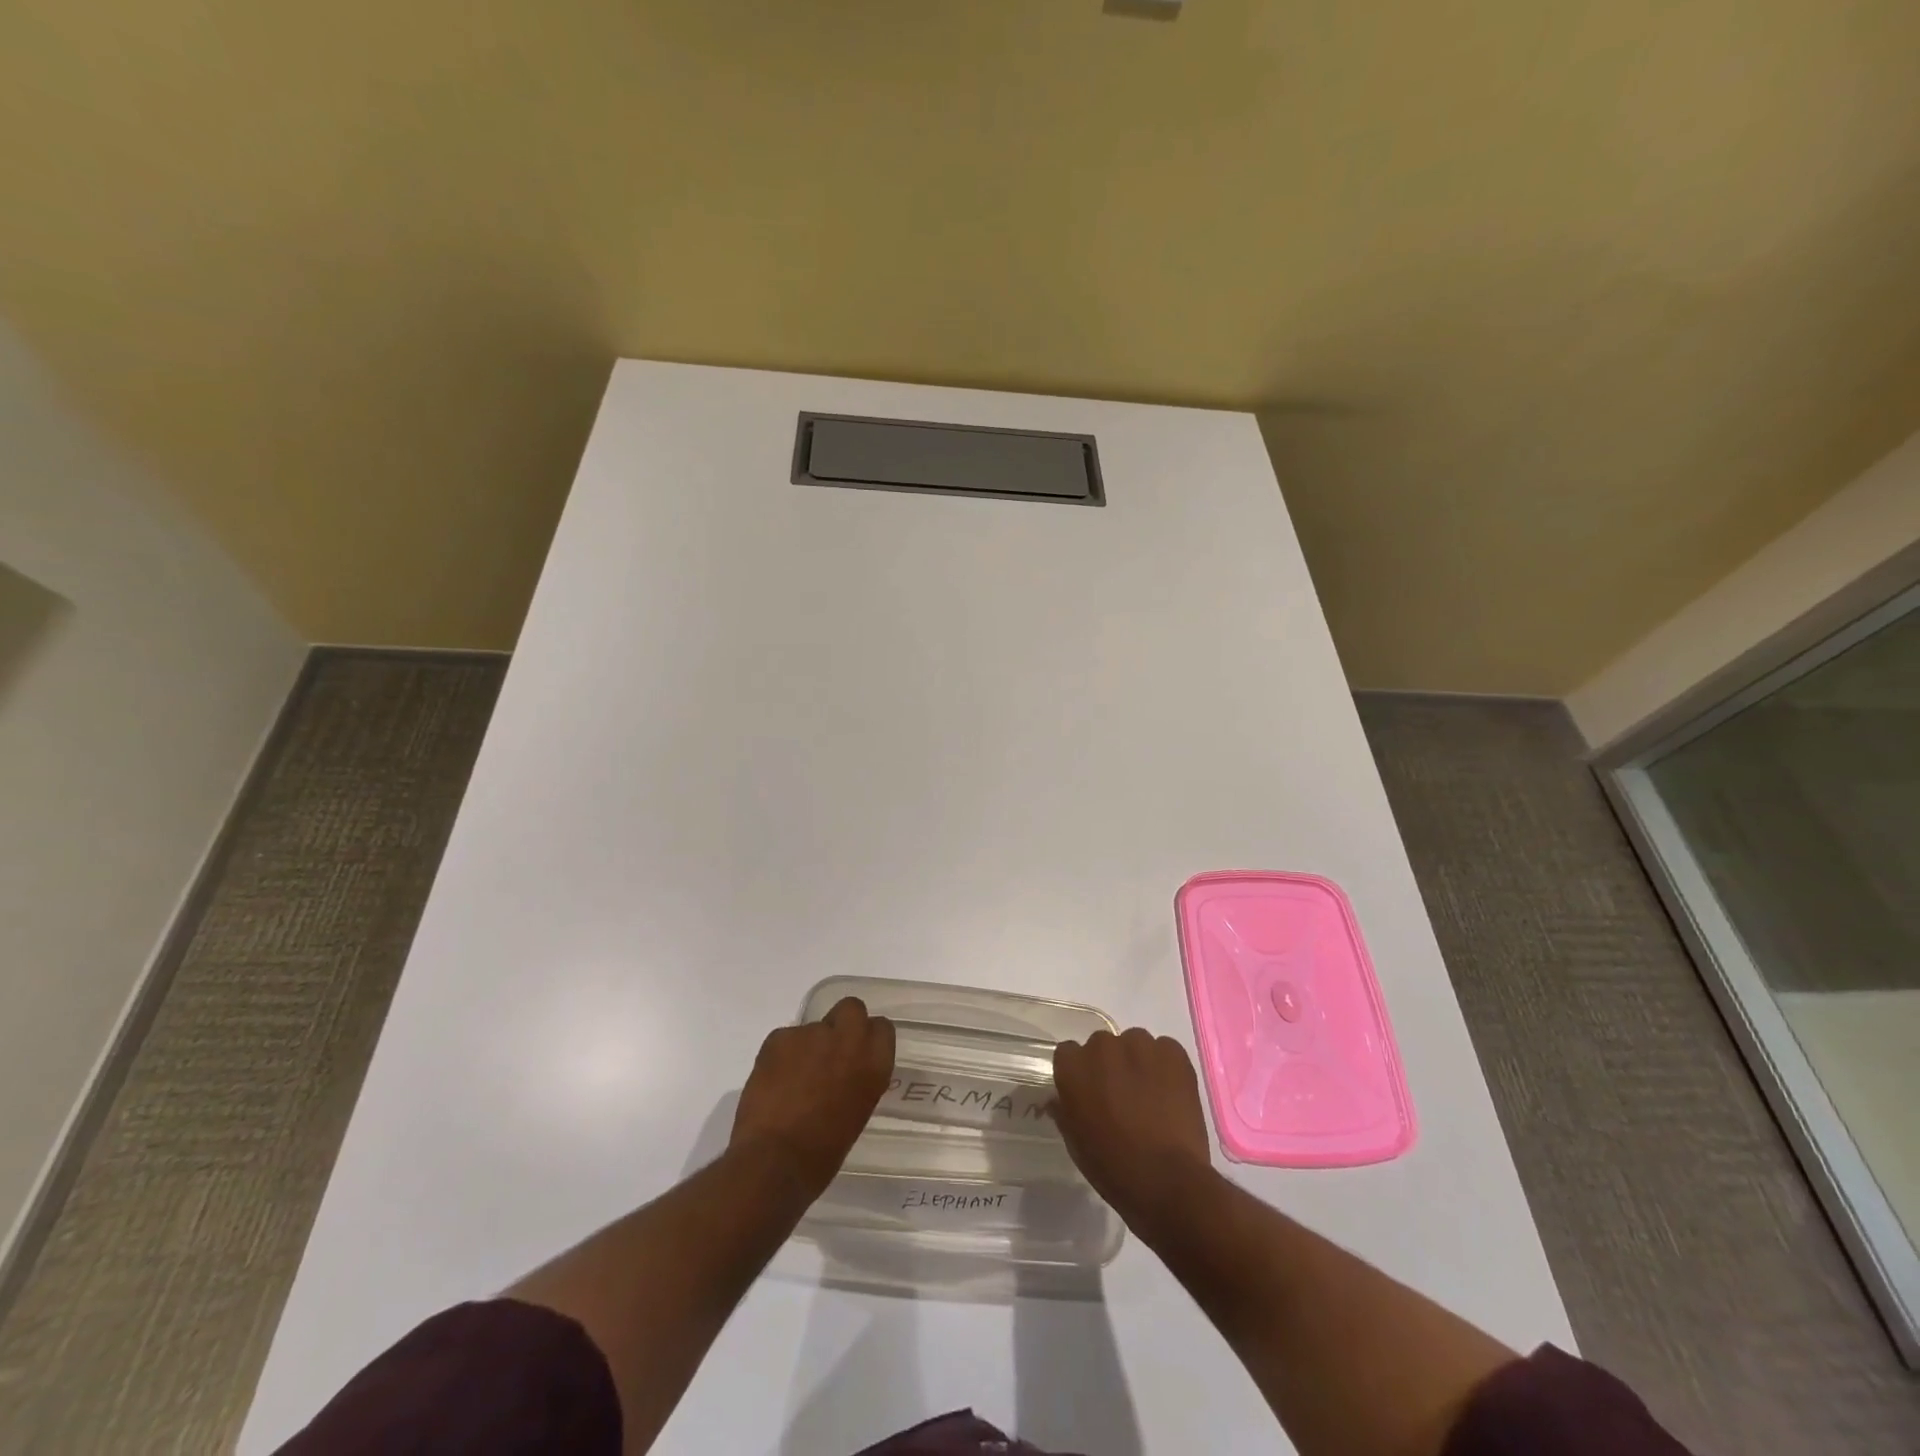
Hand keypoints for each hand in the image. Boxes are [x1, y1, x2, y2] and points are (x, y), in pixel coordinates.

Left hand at [730, 997, 894, 1194]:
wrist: (774, 1161)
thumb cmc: (822, 1153)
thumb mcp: (856, 1113)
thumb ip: (857, 1081)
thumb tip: (844, 1074)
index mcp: (874, 1063)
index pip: (882, 1028)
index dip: (868, 1039)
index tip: (858, 1055)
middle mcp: (848, 1039)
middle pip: (852, 1008)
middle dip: (841, 1024)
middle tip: (828, 1054)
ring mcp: (812, 1034)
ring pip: (813, 1027)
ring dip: (807, 1046)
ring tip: (792, 1080)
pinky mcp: (779, 1037)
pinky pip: (785, 1038)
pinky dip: (781, 1055)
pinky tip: (773, 1083)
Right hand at [1052, 1028, 1215, 1237]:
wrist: (1166, 1180)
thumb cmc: (1113, 1167)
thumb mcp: (1076, 1143)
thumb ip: (1065, 1111)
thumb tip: (1058, 1100)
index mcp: (1073, 1067)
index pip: (1069, 1054)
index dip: (1080, 1073)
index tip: (1090, 1093)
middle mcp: (1102, 1047)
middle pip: (1102, 1046)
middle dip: (1109, 1066)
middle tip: (1122, 1097)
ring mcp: (1140, 1046)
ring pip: (1134, 1044)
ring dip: (1137, 1063)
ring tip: (1150, 1095)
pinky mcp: (1173, 1053)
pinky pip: (1165, 1050)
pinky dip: (1166, 1066)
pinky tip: (1171, 1094)